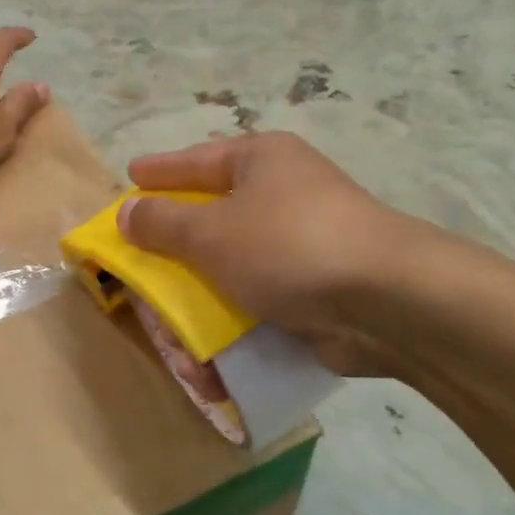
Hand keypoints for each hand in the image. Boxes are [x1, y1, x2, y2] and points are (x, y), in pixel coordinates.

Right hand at [120, 134, 427, 375]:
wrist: (386, 301)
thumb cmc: (287, 246)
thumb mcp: (211, 233)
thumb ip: (162, 223)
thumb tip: (128, 212)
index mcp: (261, 161)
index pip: (196, 160)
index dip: (160, 171)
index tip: (130, 177)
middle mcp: (284, 192)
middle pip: (213, 216)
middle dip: (175, 250)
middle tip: (140, 263)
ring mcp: (303, 240)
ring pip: (233, 264)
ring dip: (200, 299)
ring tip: (172, 330)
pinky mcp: (315, 286)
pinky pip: (259, 297)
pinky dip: (233, 322)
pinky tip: (210, 354)